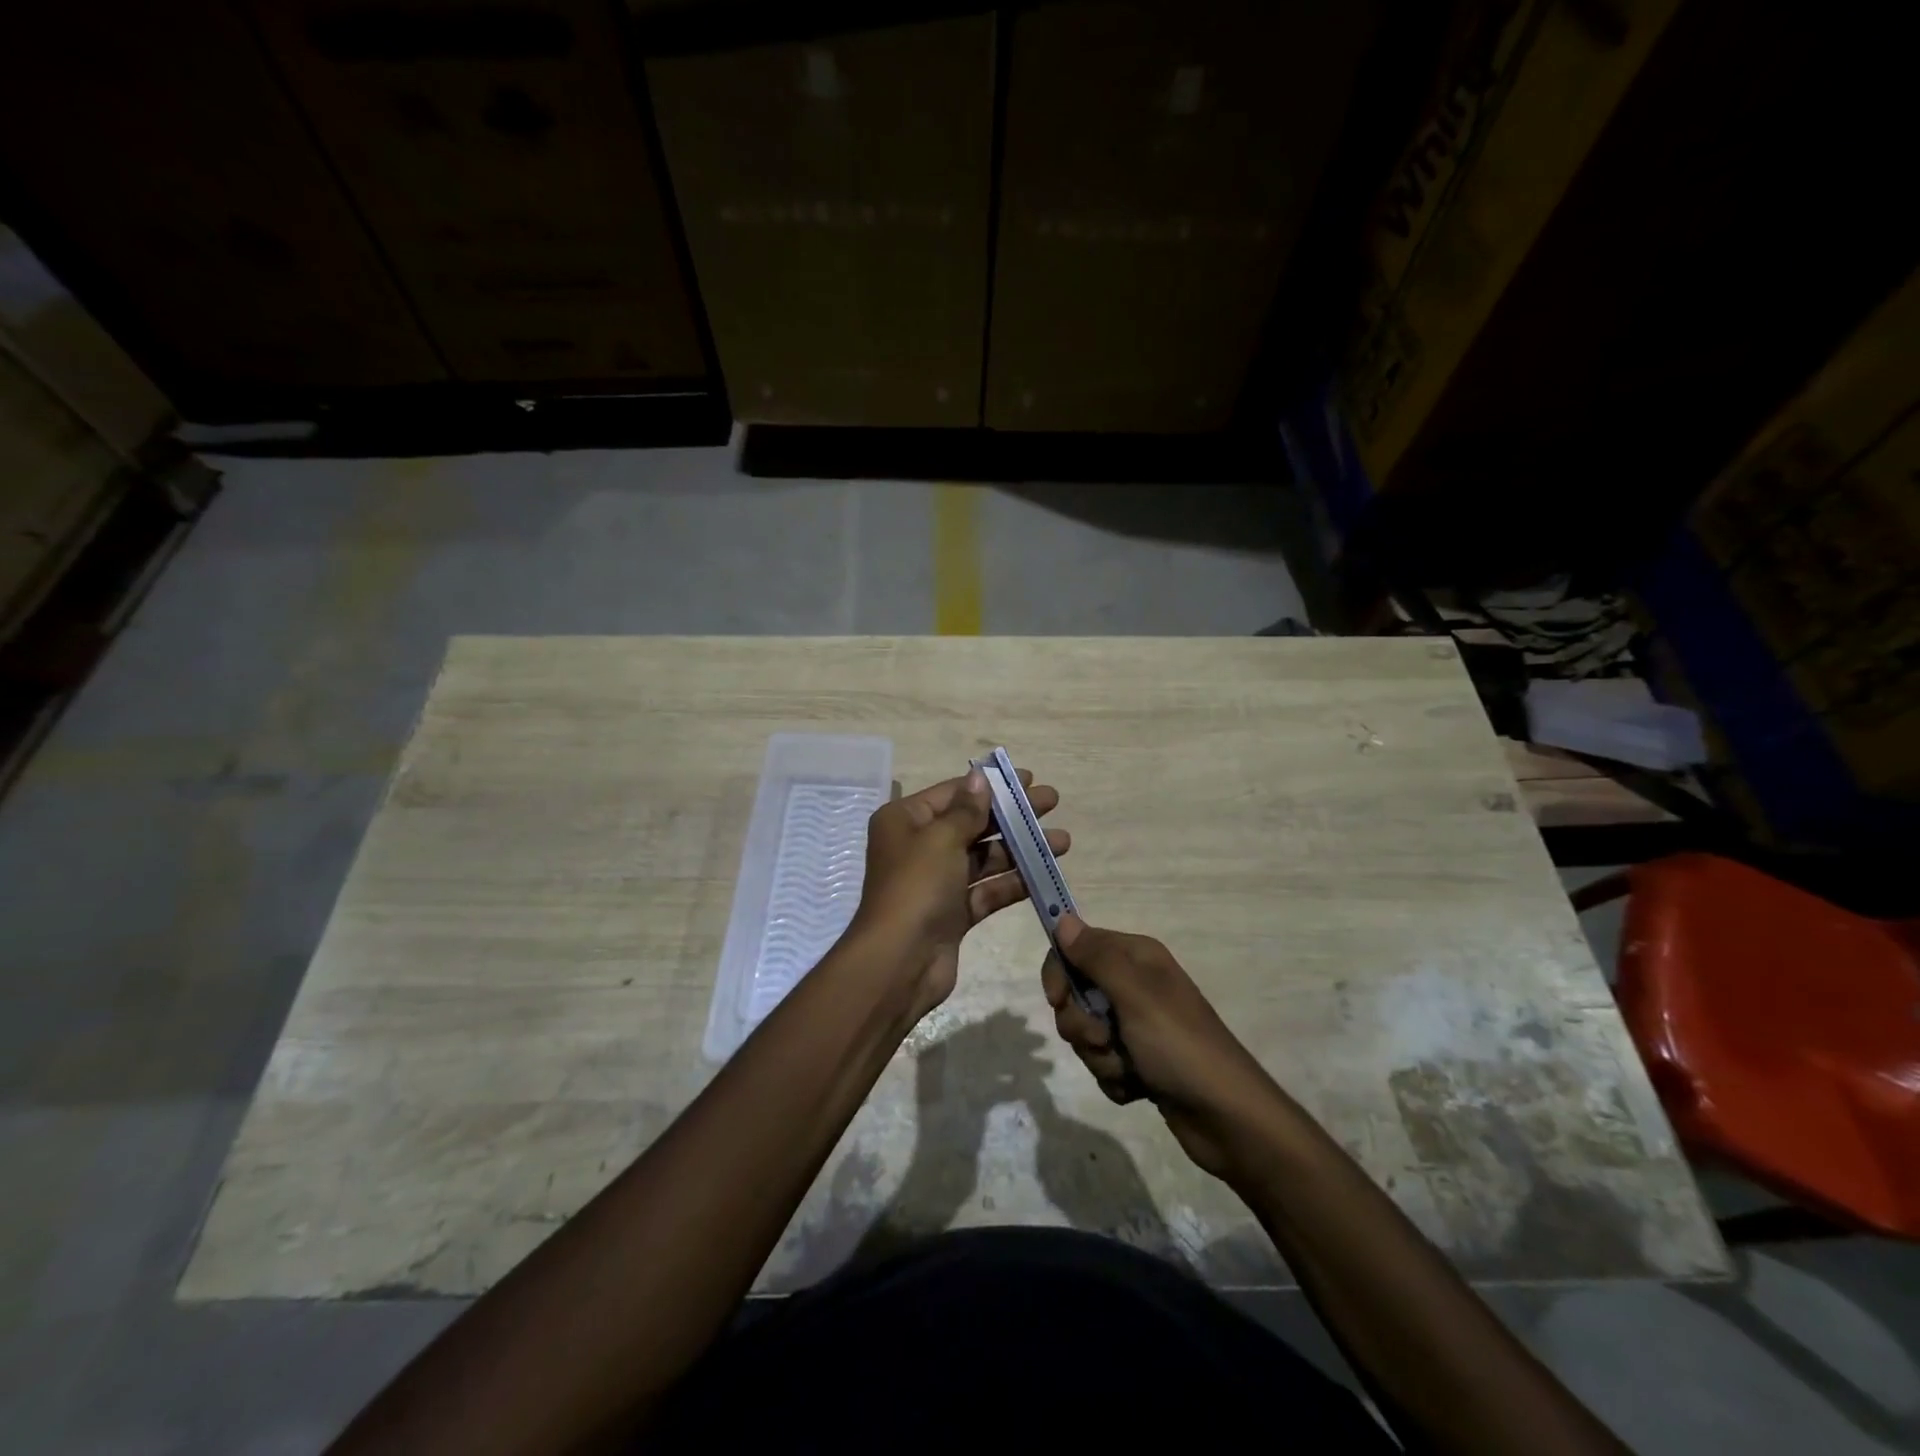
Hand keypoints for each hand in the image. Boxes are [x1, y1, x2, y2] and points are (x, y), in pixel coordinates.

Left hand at [851, 768, 1068, 1018]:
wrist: (899, 963)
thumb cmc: (917, 887)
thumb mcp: (941, 839)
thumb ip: (967, 810)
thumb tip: (980, 777)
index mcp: (905, 821)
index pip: (954, 793)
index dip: (991, 785)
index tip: (1030, 778)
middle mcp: (919, 847)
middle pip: (972, 823)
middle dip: (1012, 814)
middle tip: (1052, 802)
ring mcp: (937, 882)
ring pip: (985, 858)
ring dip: (1021, 849)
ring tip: (1062, 841)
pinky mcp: (953, 913)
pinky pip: (987, 890)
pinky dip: (1014, 882)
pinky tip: (1045, 873)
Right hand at [1042, 916, 1276, 1178]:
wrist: (1227, 1117)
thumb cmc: (1179, 1045)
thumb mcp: (1135, 994)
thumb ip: (1096, 957)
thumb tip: (1064, 920)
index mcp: (1136, 957)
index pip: (1076, 947)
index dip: (1060, 971)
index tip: (1057, 999)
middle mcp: (1134, 984)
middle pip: (1076, 994)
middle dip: (1081, 1024)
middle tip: (1104, 1039)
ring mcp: (1137, 1025)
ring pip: (1086, 1033)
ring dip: (1100, 1056)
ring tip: (1129, 1069)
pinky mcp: (1139, 1061)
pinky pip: (1102, 1063)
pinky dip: (1114, 1078)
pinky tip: (1137, 1087)